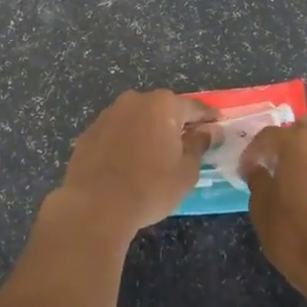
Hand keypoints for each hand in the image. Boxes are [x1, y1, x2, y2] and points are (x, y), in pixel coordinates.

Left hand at [51, 90, 220, 238]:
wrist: (96, 205)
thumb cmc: (150, 187)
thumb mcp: (186, 171)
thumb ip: (199, 145)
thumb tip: (209, 131)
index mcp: (163, 105)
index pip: (193, 106)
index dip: (207, 117)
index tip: (217, 124)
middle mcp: (135, 101)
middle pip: (162, 109)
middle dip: (174, 123)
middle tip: (186, 142)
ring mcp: (108, 114)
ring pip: (136, 119)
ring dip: (147, 131)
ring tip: (154, 155)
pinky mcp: (89, 132)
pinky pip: (116, 133)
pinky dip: (125, 142)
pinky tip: (127, 163)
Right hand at [240, 117, 306, 294]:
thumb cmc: (293, 234)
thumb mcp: (261, 207)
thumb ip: (258, 179)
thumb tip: (258, 169)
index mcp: (299, 141)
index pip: (269, 135)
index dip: (254, 151)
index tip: (246, 169)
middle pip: (304, 130)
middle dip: (289, 142)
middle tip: (277, 165)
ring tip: (303, 180)